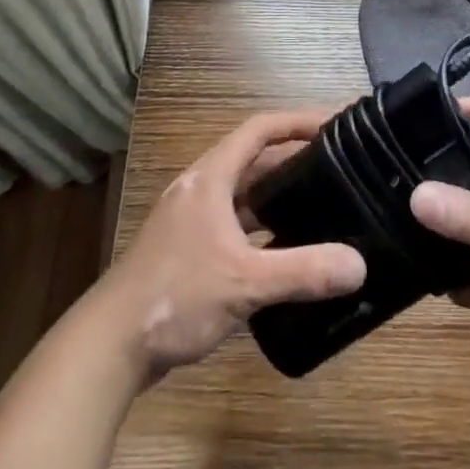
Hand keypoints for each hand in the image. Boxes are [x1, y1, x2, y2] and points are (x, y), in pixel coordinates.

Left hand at [92, 110, 367, 385]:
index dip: (296, 122)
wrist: (110, 346)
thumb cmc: (176, 296)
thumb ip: (303, 272)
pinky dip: (261, 229)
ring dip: (277, 198)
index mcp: (210, 178)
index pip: (259, 130)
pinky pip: (234, 225)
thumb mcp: (245, 283)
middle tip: (337, 170)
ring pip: (243, 196)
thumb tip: (359, 265)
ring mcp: (191, 221)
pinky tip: (285, 252)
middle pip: (253, 161)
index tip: (333, 126)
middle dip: (293, 162)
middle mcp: (200, 189)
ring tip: (320, 207)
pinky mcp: (187, 251)